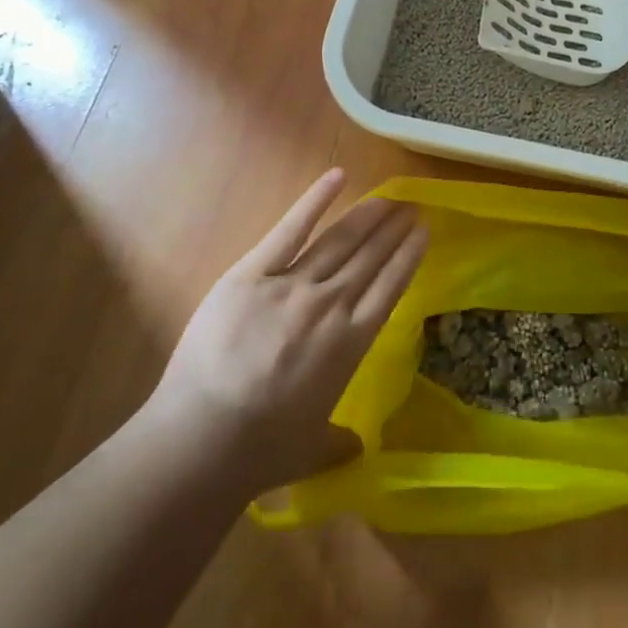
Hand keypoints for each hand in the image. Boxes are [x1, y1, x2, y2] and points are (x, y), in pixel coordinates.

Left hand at [142, 170, 425, 496]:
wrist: (204, 438)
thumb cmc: (261, 451)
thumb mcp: (310, 451)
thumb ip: (337, 443)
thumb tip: (357, 449)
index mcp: (351, 343)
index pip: (390, 287)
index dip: (408, 256)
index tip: (423, 231)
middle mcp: (331, 304)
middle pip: (370, 257)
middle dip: (394, 229)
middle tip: (411, 205)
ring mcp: (293, 284)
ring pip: (340, 240)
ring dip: (368, 216)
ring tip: (387, 197)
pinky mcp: (253, 273)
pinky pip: (290, 229)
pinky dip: (315, 201)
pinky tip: (338, 176)